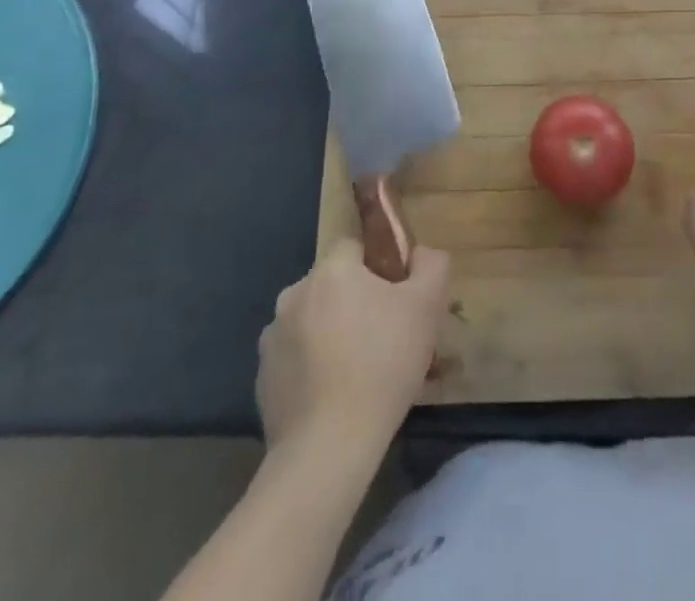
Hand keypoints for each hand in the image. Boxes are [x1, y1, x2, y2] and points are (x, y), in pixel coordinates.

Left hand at [256, 238, 449, 456]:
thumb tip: (420, 253)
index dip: (377, 268)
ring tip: (357, 372)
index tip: (394, 299)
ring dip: (330, 333)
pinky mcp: (263, 377)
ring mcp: (272, 336)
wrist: (328, 447)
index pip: (354, 247)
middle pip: (332, 285)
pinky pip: (294, 358)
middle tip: (382, 338)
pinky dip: (311, 367)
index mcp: (331, 270)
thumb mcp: (427, 308)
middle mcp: (294, 293)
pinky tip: (332, 396)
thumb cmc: (382, 365)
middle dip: (354, 302)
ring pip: (312, 321)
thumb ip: (431, 265)